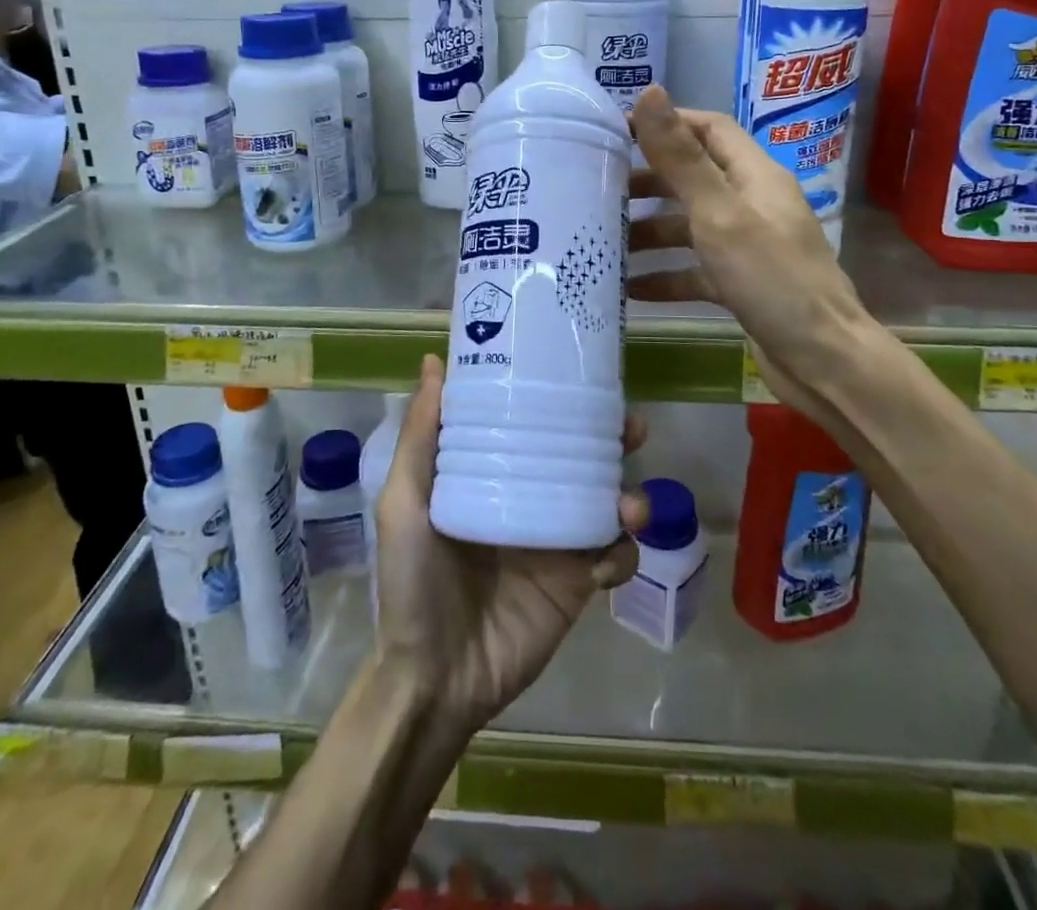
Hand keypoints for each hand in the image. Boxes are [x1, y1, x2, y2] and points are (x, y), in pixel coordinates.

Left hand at [374, 354, 649, 733]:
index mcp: (492, 475)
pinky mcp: (577, 584)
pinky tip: (609, 559)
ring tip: (630, 504)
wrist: (436, 677)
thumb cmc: (412, 580)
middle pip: (581, 458)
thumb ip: (422, 435)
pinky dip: (624, 553)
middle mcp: (528, 499)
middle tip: (631, 427)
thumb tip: (434, 360)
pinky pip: (615, 558)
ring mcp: (557, 542)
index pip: (532, 425)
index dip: (560, 399)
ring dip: (630, 496)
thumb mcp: (405, 501)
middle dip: (612, 439)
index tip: (581, 374)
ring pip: (608, 503)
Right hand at [627, 86, 871, 425]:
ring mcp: (749, 246)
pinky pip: (696, 270)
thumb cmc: (771, 278)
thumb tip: (650, 91)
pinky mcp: (742, 285)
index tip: (618, 131)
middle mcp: (753, 204)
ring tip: (605, 242)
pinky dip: (665, 275)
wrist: (823, 361)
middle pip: (695, 178)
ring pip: (691, 227)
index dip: (667, 124)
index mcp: (755, 176)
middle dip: (649, 182)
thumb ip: (681, 159)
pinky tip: (630, 289)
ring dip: (650, 232)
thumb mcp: (719, 214)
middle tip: (601, 189)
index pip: (709, 129)